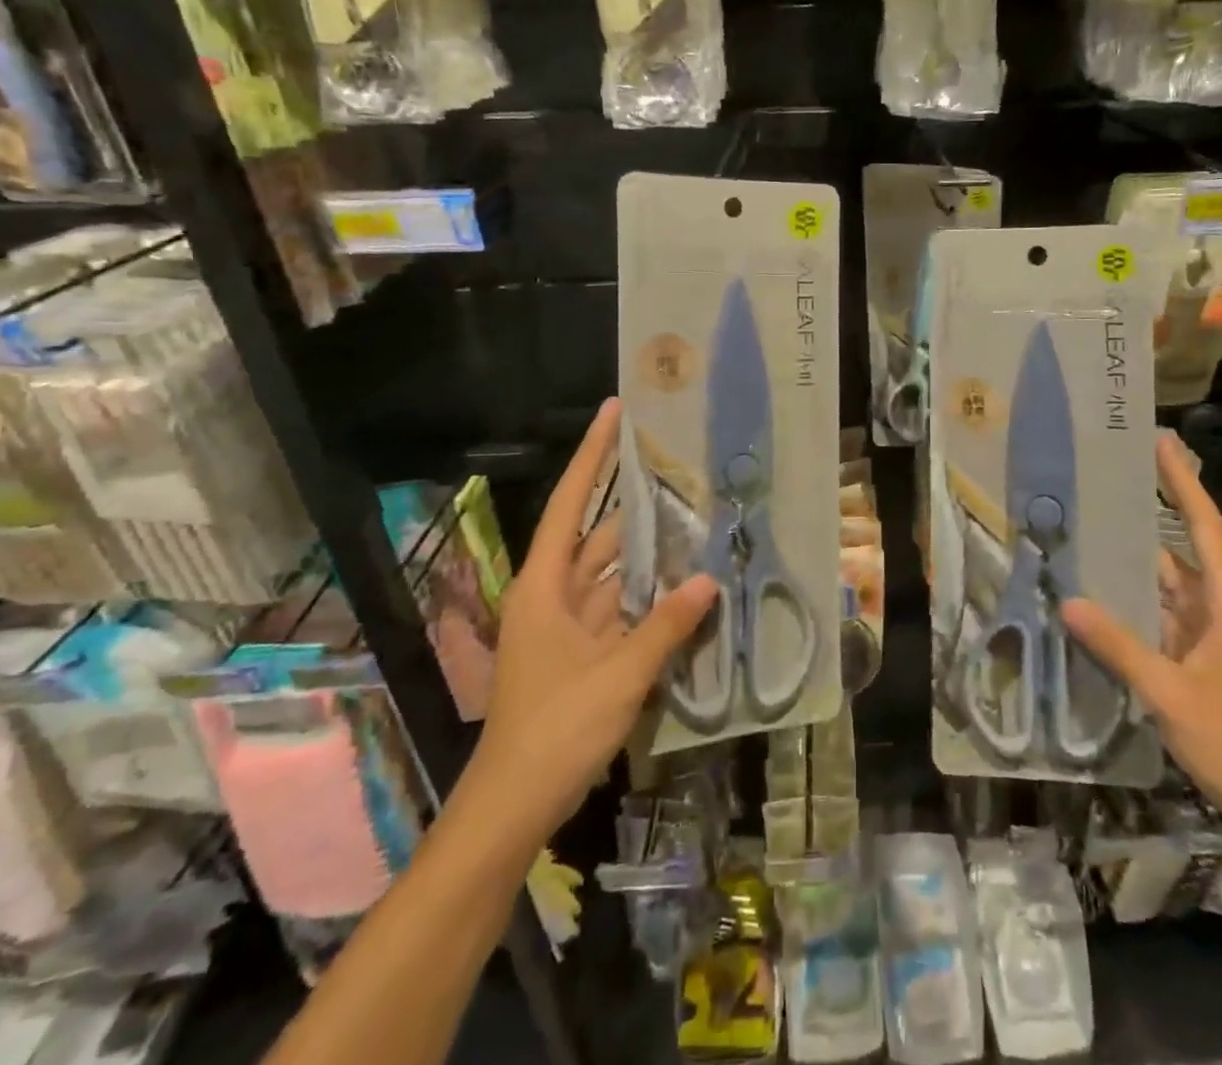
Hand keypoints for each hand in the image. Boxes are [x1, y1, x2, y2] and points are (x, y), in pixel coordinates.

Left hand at [469, 398, 717, 835]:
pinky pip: (622, 609)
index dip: (593, 455)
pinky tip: (687, 582)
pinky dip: (651, 596)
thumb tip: (709, 581)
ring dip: (650, 552)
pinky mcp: (584, 653)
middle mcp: (554, 595)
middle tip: (680, 466)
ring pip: (615, 573)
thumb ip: (664, 627)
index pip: (570, 503)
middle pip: (597, 533)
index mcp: (544, 586)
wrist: (513, 808)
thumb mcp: (616, 676)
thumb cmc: (554, 731)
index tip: (616, 412)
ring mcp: (569, 626)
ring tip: (695, 515)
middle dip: (635, 501)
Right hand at [1062, 432, 1221, 851]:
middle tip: (1101, 483)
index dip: (1184, 483)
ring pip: (1165, 587)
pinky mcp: (1198, 663)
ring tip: (1084, 532)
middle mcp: (1219, 611)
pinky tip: (1095, 600)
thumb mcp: (1173, 695)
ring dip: (1132, 564)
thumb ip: (1120, 646)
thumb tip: (1067, 600)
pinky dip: (1130, 606)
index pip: (1204, 527)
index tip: (1161, 443)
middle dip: (1147, 515)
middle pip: (1181, 549)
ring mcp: (1209, 638)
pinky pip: (1158, 620)